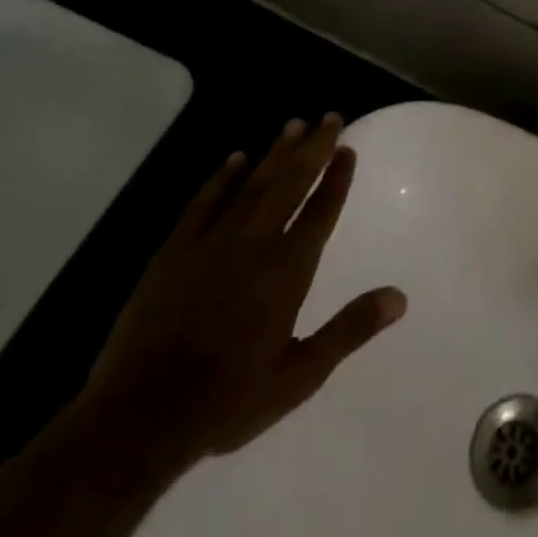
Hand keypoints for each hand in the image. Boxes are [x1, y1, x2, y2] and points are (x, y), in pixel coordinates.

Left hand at [86, 116, 405, 467]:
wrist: (138, 419)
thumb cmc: (229, 400)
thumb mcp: (301, 375)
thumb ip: (349, 330)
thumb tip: (399, 297)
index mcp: (288, 271)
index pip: (320, 211)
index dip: (336, 178)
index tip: (348, 149)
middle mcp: (254, 245)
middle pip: (290, 185)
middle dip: (312, 149)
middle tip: (329, 117)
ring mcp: (209, 246)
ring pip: (250, 186)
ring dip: (274, 154)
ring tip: (293, 125)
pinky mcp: (172, 254)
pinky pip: (202, 204)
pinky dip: (220, 179)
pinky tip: (234, 159)